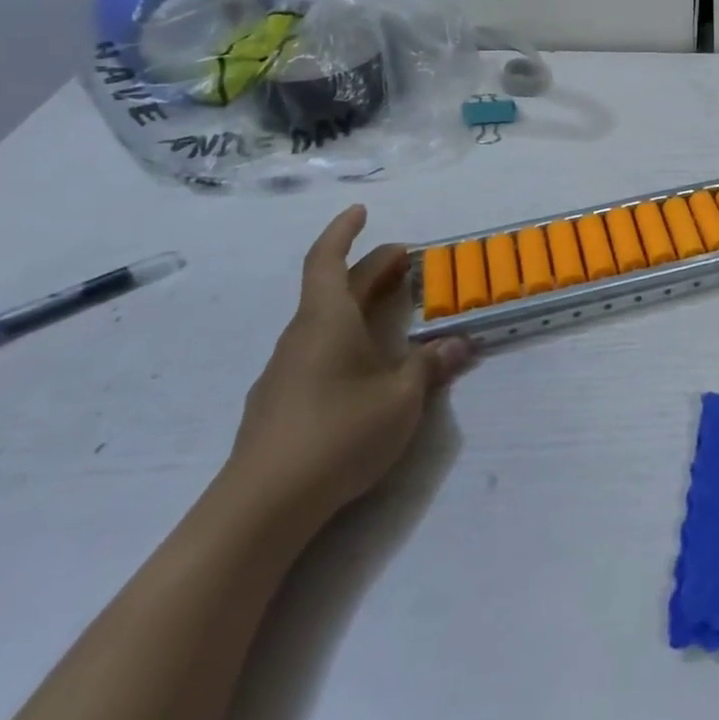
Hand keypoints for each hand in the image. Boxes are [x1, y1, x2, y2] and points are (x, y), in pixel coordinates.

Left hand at [223, 206, 471, 533]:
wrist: (260, 508)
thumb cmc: (338, 433)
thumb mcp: (402, 397)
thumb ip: (431, 365)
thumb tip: (458, 344)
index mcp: (327, 320)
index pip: (328, 260)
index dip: (344, 231)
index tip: (361, 211)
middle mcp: (302, 336)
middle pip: (334, 288)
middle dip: (370, 269)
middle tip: (407, 261)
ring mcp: (285, 371)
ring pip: (324, 321)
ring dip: (357, 304)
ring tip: (391, 310)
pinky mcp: (280, 403)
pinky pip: (317, 350)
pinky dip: (345, 337)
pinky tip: (364, 364)